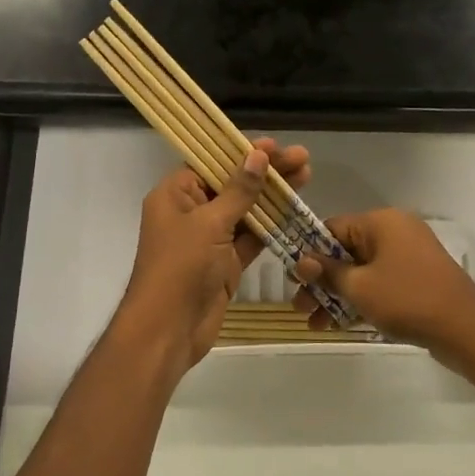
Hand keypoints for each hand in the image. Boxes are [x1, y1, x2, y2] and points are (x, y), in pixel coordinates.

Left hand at [115, 138, 310, 371]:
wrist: (168, 330)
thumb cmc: (181, 267)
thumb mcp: (210, 223)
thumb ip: (238, 190)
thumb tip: (257, 156)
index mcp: (174, 194)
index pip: (210, 162)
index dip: (242, 152)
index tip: (275, 145)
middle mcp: (190, 212)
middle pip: (232, 183)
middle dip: (266, 171)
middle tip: (301, 158)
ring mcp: (209, 238)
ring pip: (245, 210)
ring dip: (273, 196)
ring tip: (306, 176)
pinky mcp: (225, 262)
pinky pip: (251, 237)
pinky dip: (271, 225)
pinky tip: (295, 210)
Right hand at [292, 209, 474, 351]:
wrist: (466, 329)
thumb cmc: (407, 299)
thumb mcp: (359, 287)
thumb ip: (328, 272)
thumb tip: (302, 260)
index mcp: (381, 222)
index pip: (333, 228)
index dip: (310, 253)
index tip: (294, 279)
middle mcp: (395, 231)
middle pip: (346, 251)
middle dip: (321, 280)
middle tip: (300, 307)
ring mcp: (409, 256)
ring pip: (362, 271)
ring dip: (338, 295)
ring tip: (316, 324)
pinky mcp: (417, 279)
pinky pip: (380, 283)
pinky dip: (361, 300)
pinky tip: (339, 325)